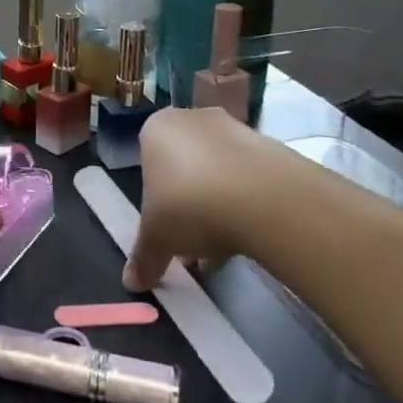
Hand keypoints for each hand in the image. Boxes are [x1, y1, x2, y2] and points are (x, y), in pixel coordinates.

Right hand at [122, 107, 302, 290]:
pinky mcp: (270, 144)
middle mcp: (192, 119)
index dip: (155, 198)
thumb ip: (143, 257)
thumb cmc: (190, 206)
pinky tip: (249, 233)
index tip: (165, 226)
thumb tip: (132, 283)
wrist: (265, 199)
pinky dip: (246, 200)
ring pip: (217, 169)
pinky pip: (249, 175)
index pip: (147, 161)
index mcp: (156, 129)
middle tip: (192, 238)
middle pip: (184, 163)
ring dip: (217, 201)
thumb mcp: (157, 239)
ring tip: (223, 244)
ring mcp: (234, 128)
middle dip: (187, 199)